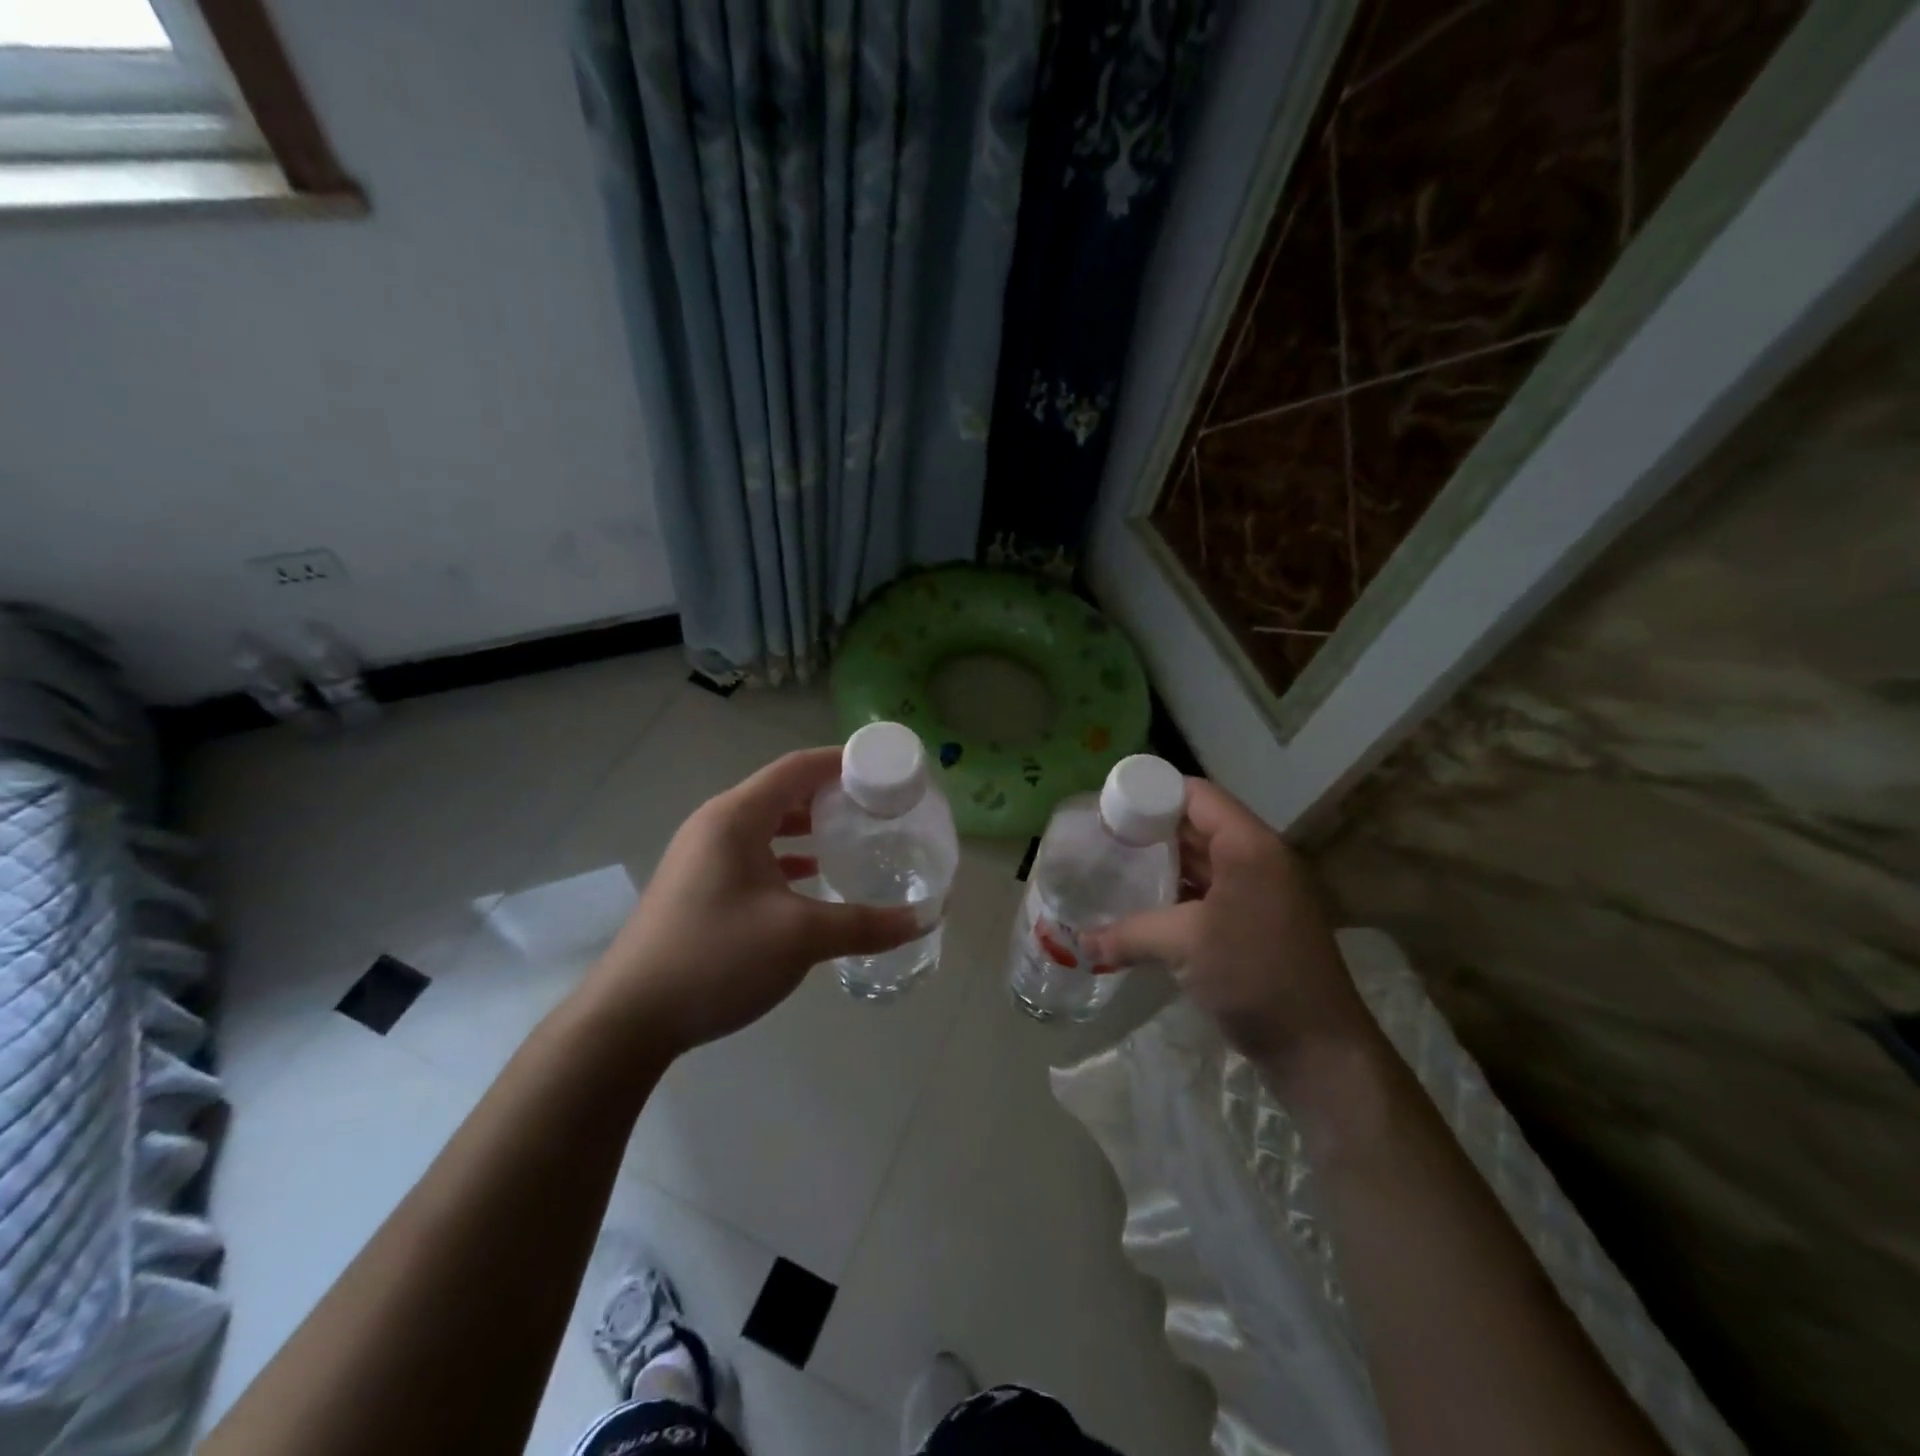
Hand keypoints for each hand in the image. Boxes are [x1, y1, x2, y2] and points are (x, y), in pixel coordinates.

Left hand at [584, 747, 921, 1054]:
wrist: (629, 1018)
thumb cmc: (715, 957)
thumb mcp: (799, 937)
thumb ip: (865, 924)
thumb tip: (924, 919)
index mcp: (735, 817)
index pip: (797, 768)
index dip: (842, 761)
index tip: (884, 769)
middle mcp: (716, 825)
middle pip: (782, 792)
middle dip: (831, 794)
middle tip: (877, 806)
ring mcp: (702, 856)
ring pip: (767, 825)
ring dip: (809, 826)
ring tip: (853, 836)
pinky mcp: (699, 886)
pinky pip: (753, 854)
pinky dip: (787, 857)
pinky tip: (813, 879)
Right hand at [1081, 779, 1375, 1075]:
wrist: (1320, 1048)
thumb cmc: (1255, 976)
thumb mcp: (1184, 945)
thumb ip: (1128, 933)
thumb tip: (1080, 941)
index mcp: (1249, 846)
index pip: (1196, 795)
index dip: (1153, 793)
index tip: (1110, 806)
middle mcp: (1258, 858)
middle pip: (1199, 824)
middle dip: (1151, 828)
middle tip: (1104, 835)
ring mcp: (1261, 891)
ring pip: (1204, 859)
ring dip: (1164, 861)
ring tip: (1117, 864)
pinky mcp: (1257, 921)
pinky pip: (1211, 889)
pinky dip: (1179, 890)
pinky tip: (1145, 903)